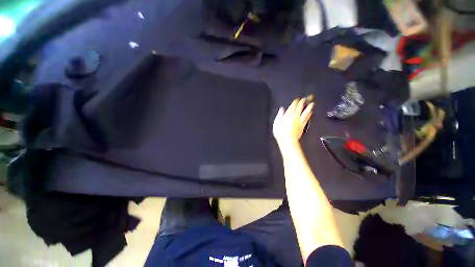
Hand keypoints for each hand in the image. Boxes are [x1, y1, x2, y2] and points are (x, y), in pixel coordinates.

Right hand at [273, 98, 313, 146]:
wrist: (287, 140)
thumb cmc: (280, 132)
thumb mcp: (276, 122)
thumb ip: (280, 114)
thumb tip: (282, 109)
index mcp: (289, 114)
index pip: (293, 106)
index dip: (296, 102)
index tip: (297, 99)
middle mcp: (295, 116)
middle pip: (300, 107)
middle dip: (303, 102)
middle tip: (305, 98)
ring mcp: (300, 121)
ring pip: (306, 112)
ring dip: (309, 107)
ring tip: (312, 104)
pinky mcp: (303, 126)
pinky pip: (307, 118)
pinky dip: (309, 114)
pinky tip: (311, 113)